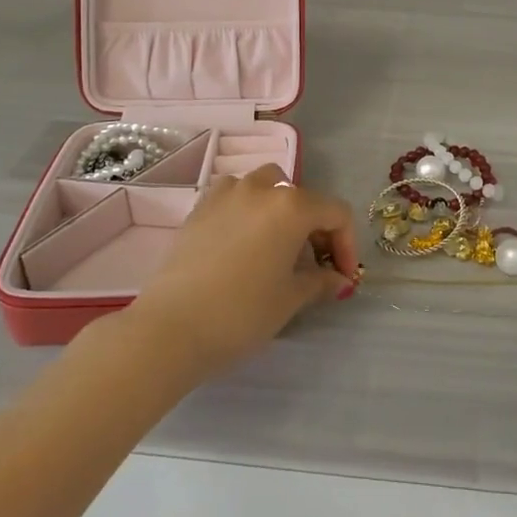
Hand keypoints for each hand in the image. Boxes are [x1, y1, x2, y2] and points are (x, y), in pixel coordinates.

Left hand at [122, 166, 359, 383]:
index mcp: (292, 205)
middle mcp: (261, 188)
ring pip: (266, 187)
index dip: (347, 245)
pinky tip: (243, 244)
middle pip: (302, 197)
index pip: (336, 213)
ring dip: (281, 211)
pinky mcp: (199, 208)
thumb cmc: (241, 313)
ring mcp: (226, 194)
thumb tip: (338, 280)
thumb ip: (320, 282)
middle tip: (313, 266)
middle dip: (315, 228)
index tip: (343, 277)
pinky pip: (235, 197)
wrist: (169, 329)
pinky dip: (248, 211)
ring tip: (277, 247)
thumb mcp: (290, 300)